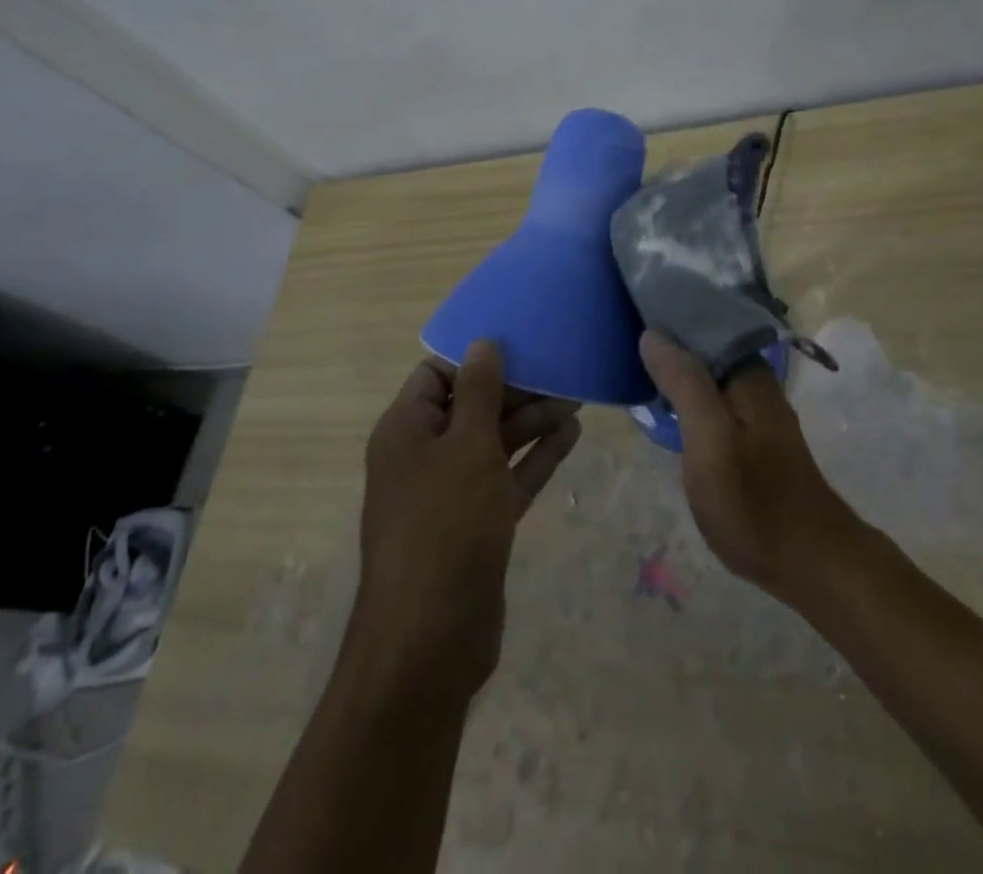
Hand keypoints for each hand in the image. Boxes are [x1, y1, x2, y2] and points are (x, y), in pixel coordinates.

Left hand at [353, 341, 581, 696]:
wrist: (431, 639)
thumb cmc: (445, 525)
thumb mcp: (467, 446)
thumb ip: (479, 391)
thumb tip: (482, 342)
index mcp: (406, 430)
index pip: (435, 376)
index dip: (474, 361)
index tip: (519, 348)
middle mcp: (423, 456)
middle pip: (470, 407)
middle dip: (515, 391)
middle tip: (561, 372)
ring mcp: (450, 493)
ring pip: (493, 443)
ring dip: (532, 422)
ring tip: (576, 400)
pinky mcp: (476, 525)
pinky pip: (507, 478)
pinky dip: (536, 458)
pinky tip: (571, 436)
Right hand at [639, 331, 861, 605]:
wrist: (810, 561)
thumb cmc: (754, 502)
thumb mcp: (710, 442)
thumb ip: (684, 384)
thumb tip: (652, 333)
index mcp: (747, 371)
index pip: (703, 319)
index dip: (666, 310)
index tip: (627, 305)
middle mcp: (754, 380)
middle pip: (704, 343)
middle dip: (667, 336)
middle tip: (619, 332)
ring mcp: (754, 408)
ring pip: (707, 370)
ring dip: (675, 365)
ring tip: (632, 360)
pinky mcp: (750, 433)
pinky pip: (711, 396)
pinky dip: (686, 392)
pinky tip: (663, 400)